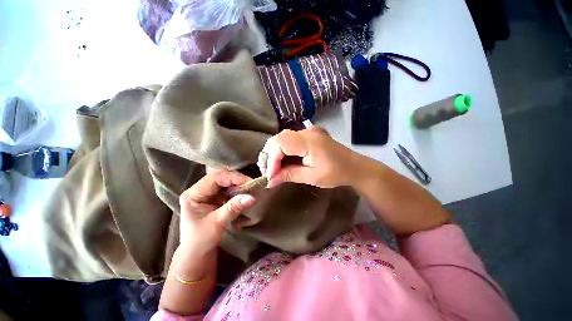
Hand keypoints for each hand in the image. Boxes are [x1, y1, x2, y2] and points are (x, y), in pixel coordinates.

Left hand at [178, 170, 255, 257]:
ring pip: (225, 181)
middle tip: (251, 184)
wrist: (197, 254)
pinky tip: (244, 192)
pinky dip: (237, 189)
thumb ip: (233, 208)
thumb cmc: (201, 241)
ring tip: (250, 188)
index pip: (215, 178)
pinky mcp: (215, 198)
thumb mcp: (216, 223)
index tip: (249, 182)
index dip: (233, 178)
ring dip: (238, 184)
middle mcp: (199, 190)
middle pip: (220, 177)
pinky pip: (228, 188)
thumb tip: (252, 197)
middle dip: (236, 179)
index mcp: (193, 194)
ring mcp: (207, 193)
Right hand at [260, 126, 358, 187]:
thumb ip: (289, 175)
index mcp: (309, 141)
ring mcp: (308, 131)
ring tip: (273, 168)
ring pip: (282, 138)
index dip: (272, 160)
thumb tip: (269, 181)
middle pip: (278, 138)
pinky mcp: (308, 135)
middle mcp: (306, 131)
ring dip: (274, 153)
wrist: (354, 166)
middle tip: (268, 172)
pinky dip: (282, 151)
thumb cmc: (336, 173)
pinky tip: (282, 162)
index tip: (270, 176)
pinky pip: (289, 140)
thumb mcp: (311, 177)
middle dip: (269, 156)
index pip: (280, 144)